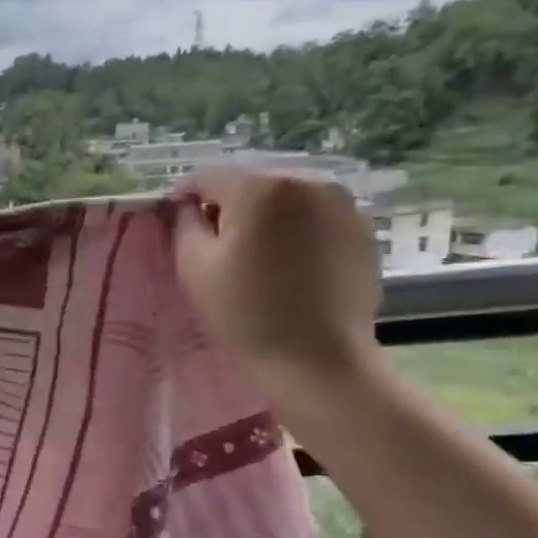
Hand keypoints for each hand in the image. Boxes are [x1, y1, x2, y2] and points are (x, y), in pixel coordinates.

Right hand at [170, 168, 382, 385]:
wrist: (318, 361)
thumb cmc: (246, 314)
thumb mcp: (194, 266)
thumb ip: (184, 223)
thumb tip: (188, 206)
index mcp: (262, 187)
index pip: (207, 176)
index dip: (185, 198)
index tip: (176, 224)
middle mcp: (308, 180)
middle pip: (249, 182)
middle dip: (227, 206)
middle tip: (216, 244)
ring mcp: (342, 202)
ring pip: (283, 196)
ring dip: (262, 216)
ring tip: (255, 254)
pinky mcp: (361, 227)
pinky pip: (312, 214)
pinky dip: (293, 228)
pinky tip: (287, 262)